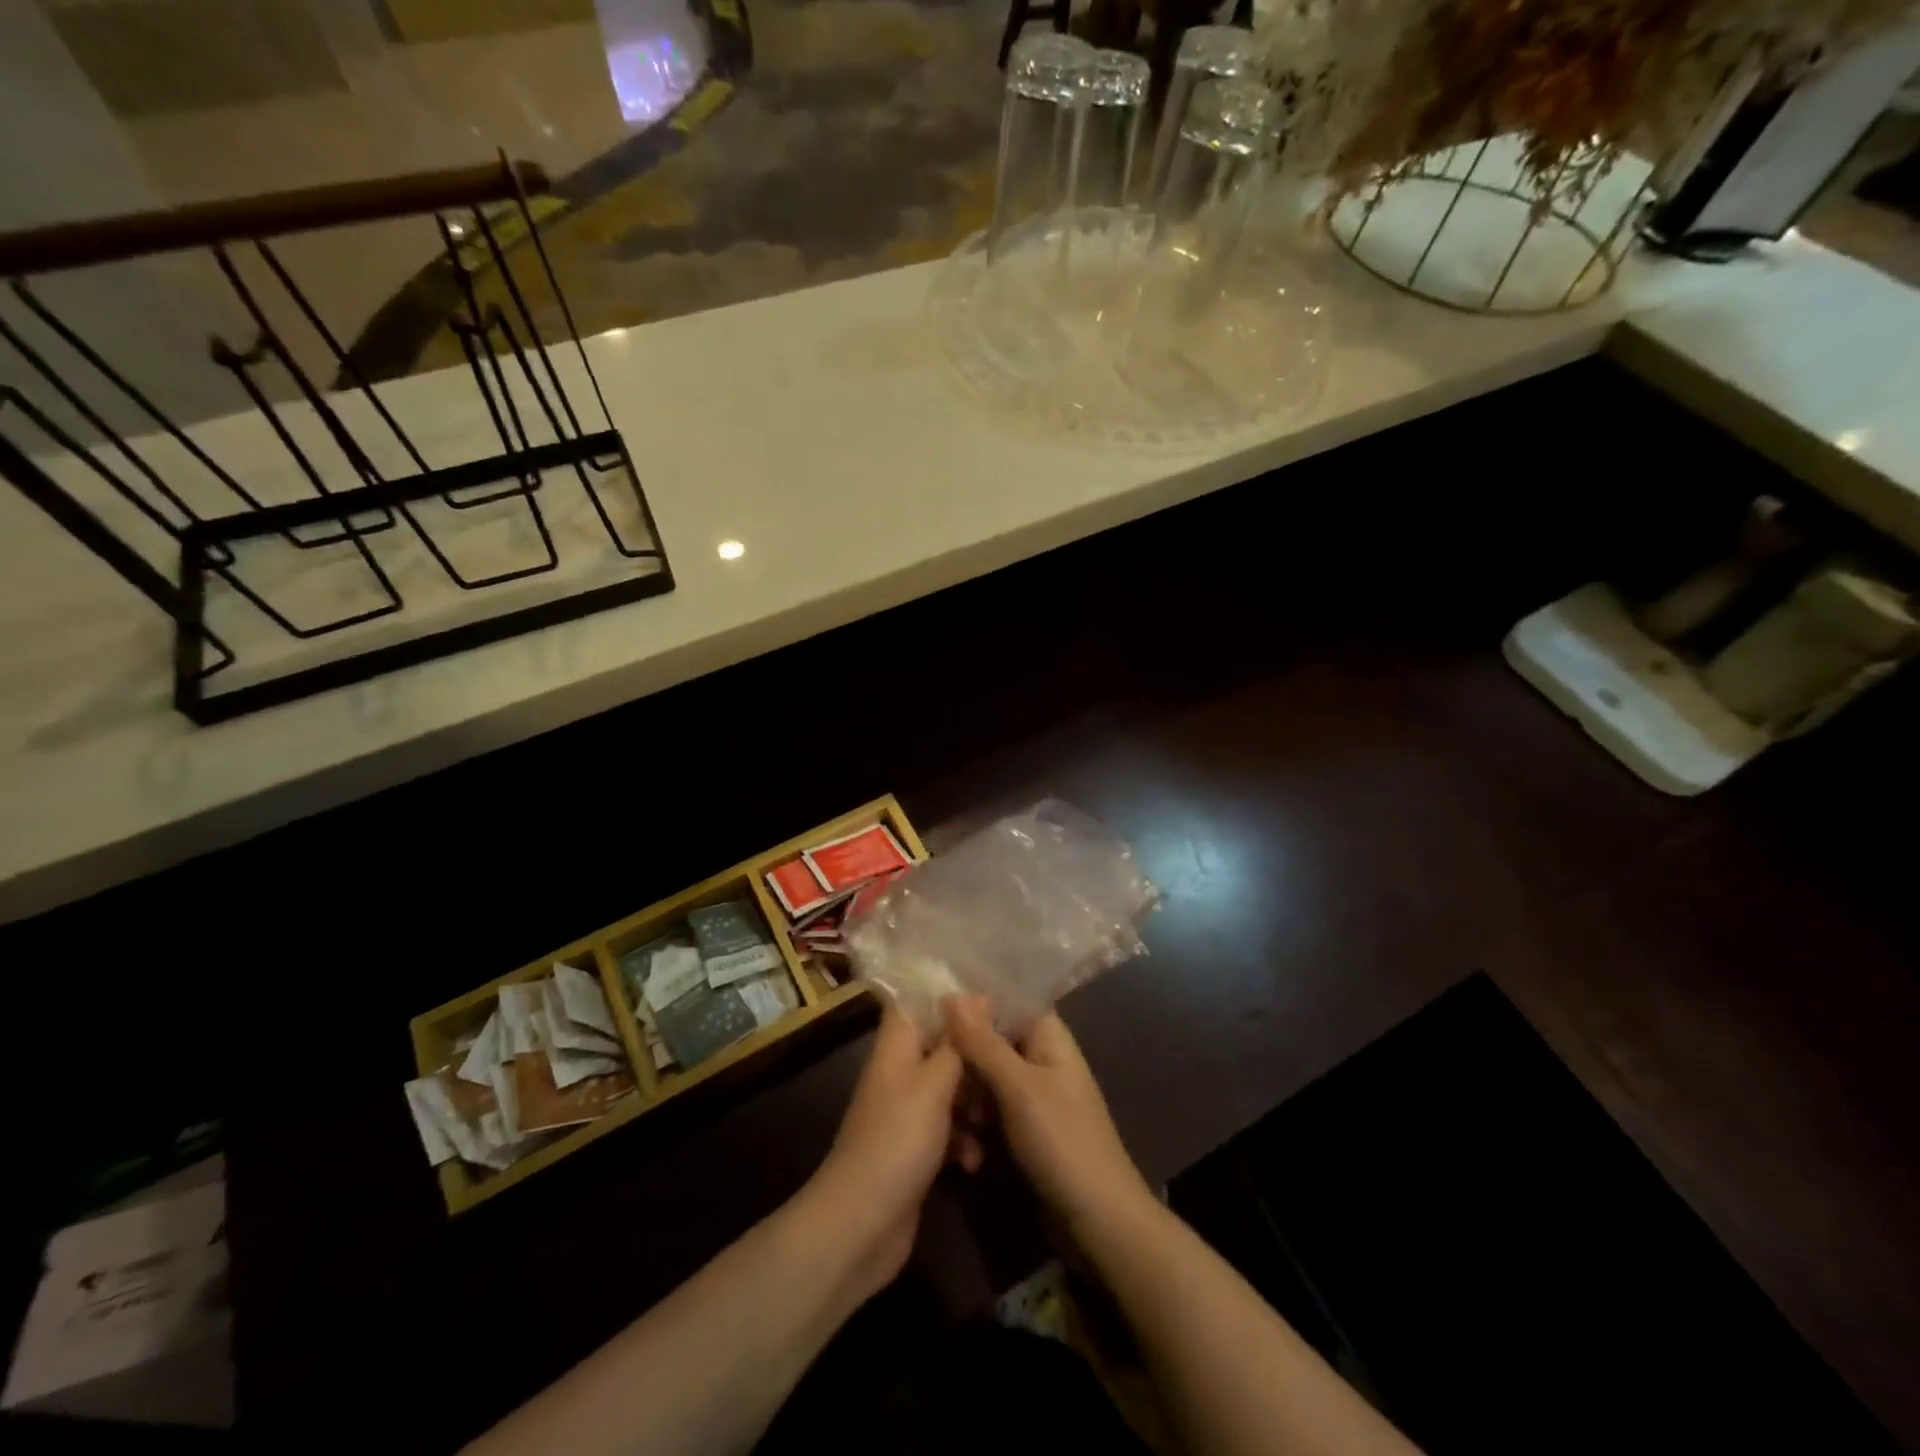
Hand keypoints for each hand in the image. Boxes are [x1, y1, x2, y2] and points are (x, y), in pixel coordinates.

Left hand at [804, 1006, 965, 1298]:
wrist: (861, 1225)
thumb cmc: (897, 1140)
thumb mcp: (933, 1085)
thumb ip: (957, 1043)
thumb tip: (976, 996)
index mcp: (897, 1047)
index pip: (916, 1001)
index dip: (949, 997)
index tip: (990, 999)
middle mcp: (900, 1073)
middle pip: (940, 1046)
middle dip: (973, 1053)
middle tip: (1007, 1059)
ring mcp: (907, 1113)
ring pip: (949, 1088)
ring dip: (973, 1101)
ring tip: (993, 1115)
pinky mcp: (916, 1150)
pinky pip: (947, 1130)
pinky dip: (963, 1140)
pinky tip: (974, 1160)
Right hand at [943, 996, 1155, 1237]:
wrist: (1098, 1222)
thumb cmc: (1062, 1141)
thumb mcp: (1018, 1087)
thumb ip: (983, 1042)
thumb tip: (951, 993)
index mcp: (1046, 1034)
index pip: (1002, 1001)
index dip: (967, 1005)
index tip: (928, 1014)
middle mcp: (1038, 1056)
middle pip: (988, 1041)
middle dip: (961, 1061)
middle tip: (935, 1083)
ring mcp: (1031, 1094)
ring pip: (983, 1078)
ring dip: (965, 1099)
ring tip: (953, 1129)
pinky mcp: (1022, 1128)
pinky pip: (989, 1110)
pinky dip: (974, 1125)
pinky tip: (964, 1151)